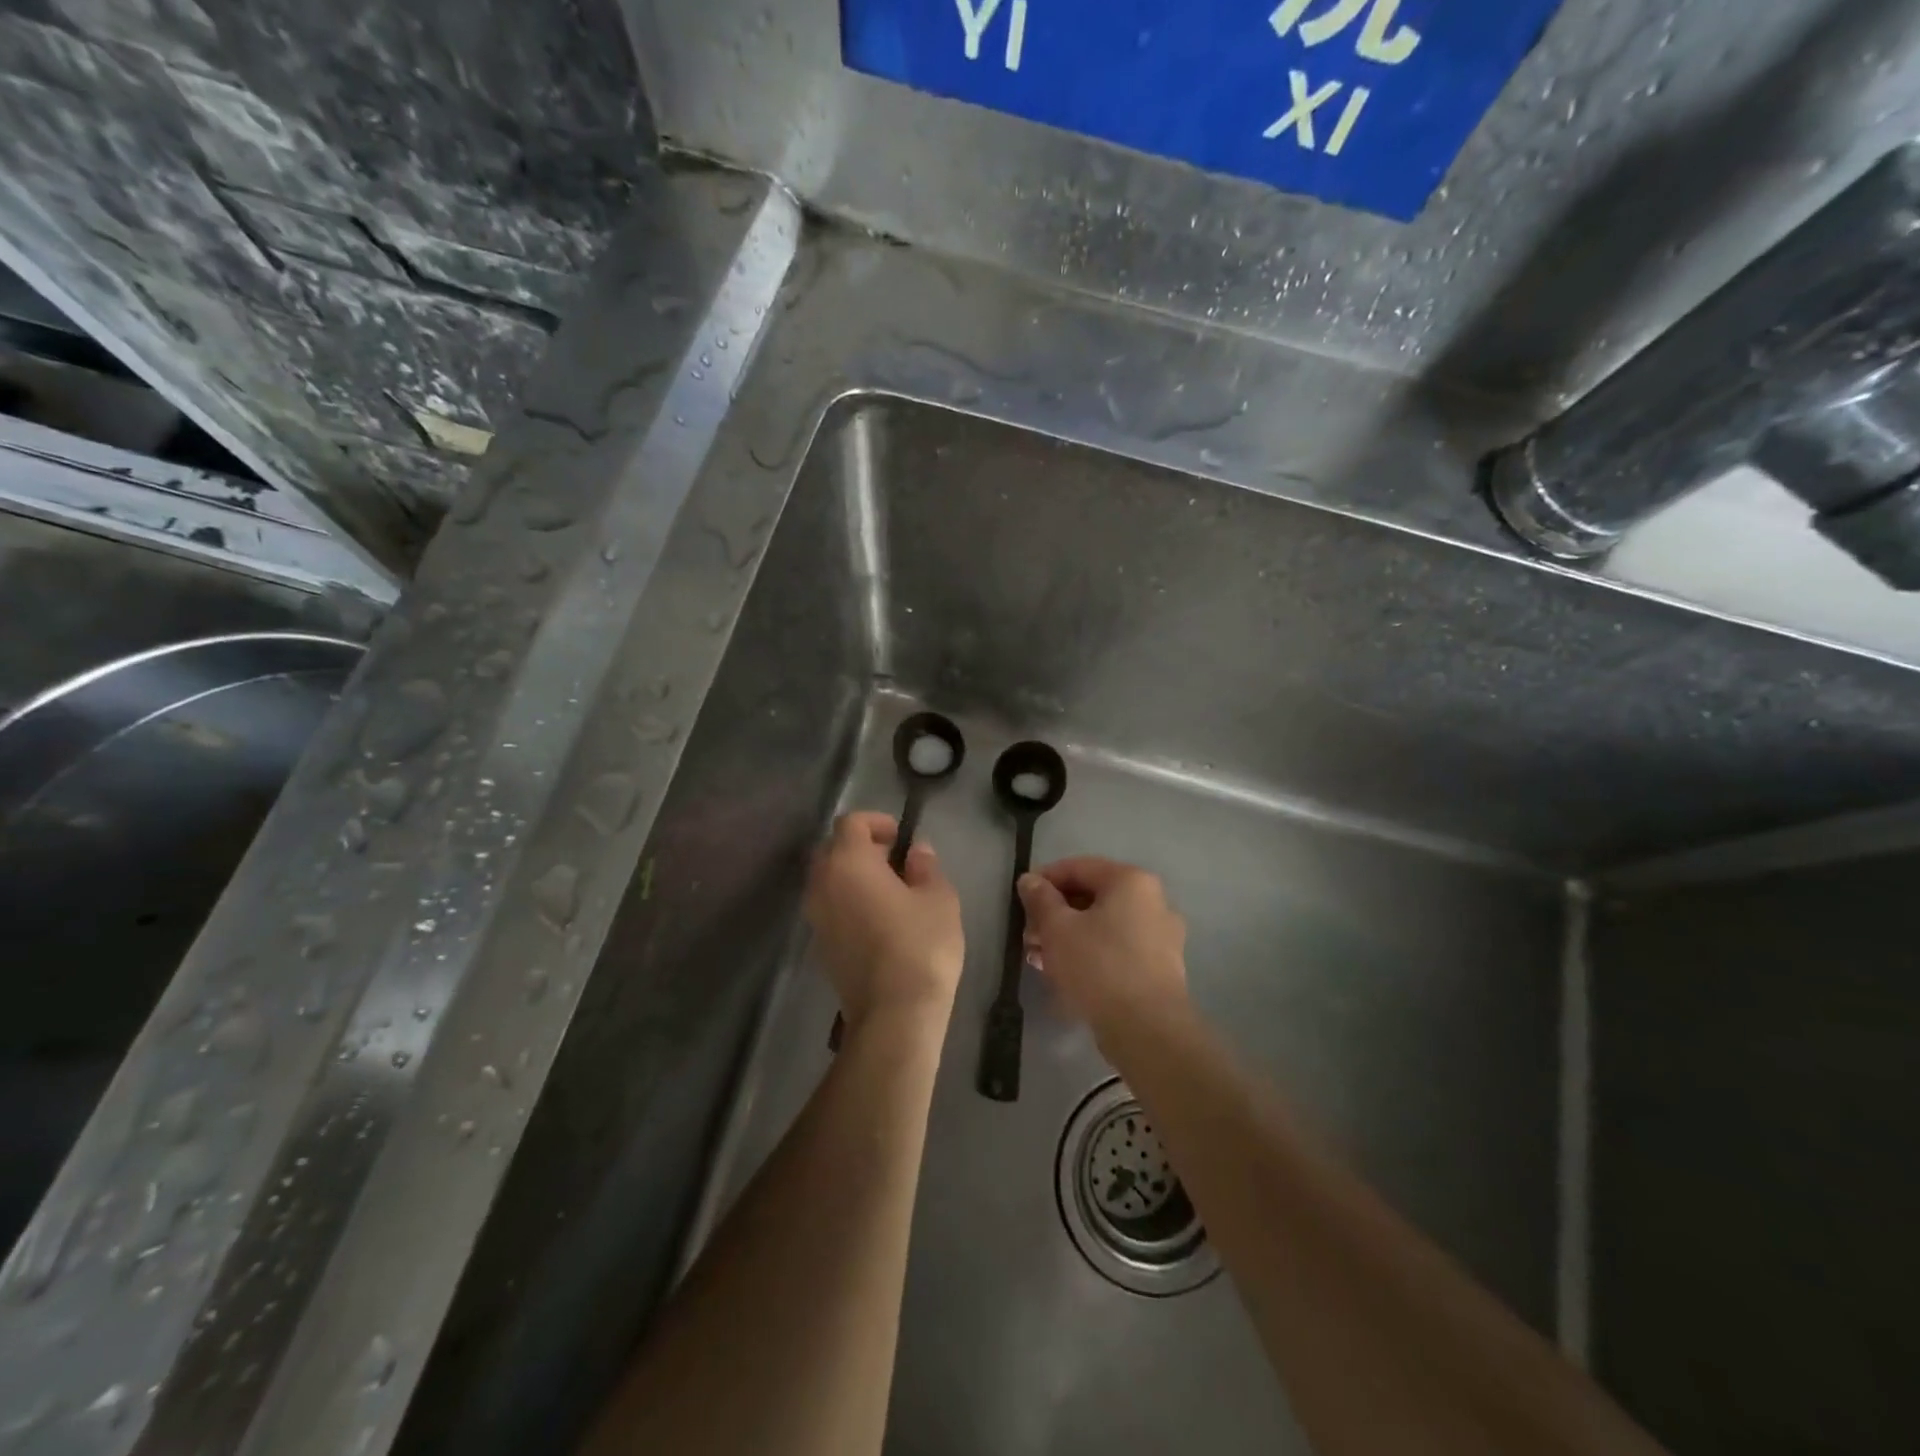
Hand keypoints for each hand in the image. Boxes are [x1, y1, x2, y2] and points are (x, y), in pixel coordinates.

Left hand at [806, 812, 963, 1033]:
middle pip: (833, 849)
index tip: (900, 837)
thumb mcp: (938, 898)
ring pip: (828, 879)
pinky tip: (877, 919)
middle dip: (861, 847)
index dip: (876, 823)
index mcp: (848, 862)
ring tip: (888, 891)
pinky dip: (848, 901)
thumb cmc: (920, 945)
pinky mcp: (819, 944)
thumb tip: (916, 851)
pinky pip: (829, 906)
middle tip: (895, 861)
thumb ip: (925, 867)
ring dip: (853, 875)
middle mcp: (822, 883)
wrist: (894, 1013)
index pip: (851, 823)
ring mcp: (816, 916)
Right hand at [1017, 857, 1188, 1038]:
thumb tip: (1030, 880)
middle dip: (1055, 913)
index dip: (1044, 879)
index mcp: (1131, 881)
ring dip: (1068, 936)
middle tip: (1028, 934)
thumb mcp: (1058, 928)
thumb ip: (1040, 899)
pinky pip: (1117, 947)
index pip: (1078, 867)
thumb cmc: (1099, 966)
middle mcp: (1152, 901)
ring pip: (1103, 924)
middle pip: (1092, 896)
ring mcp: (1161, 935)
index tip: (1020, 899)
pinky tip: (1064, 973)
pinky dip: (1090, 953)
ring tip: (1038, 958)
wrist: (1148, 1029)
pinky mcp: (1160, 967)